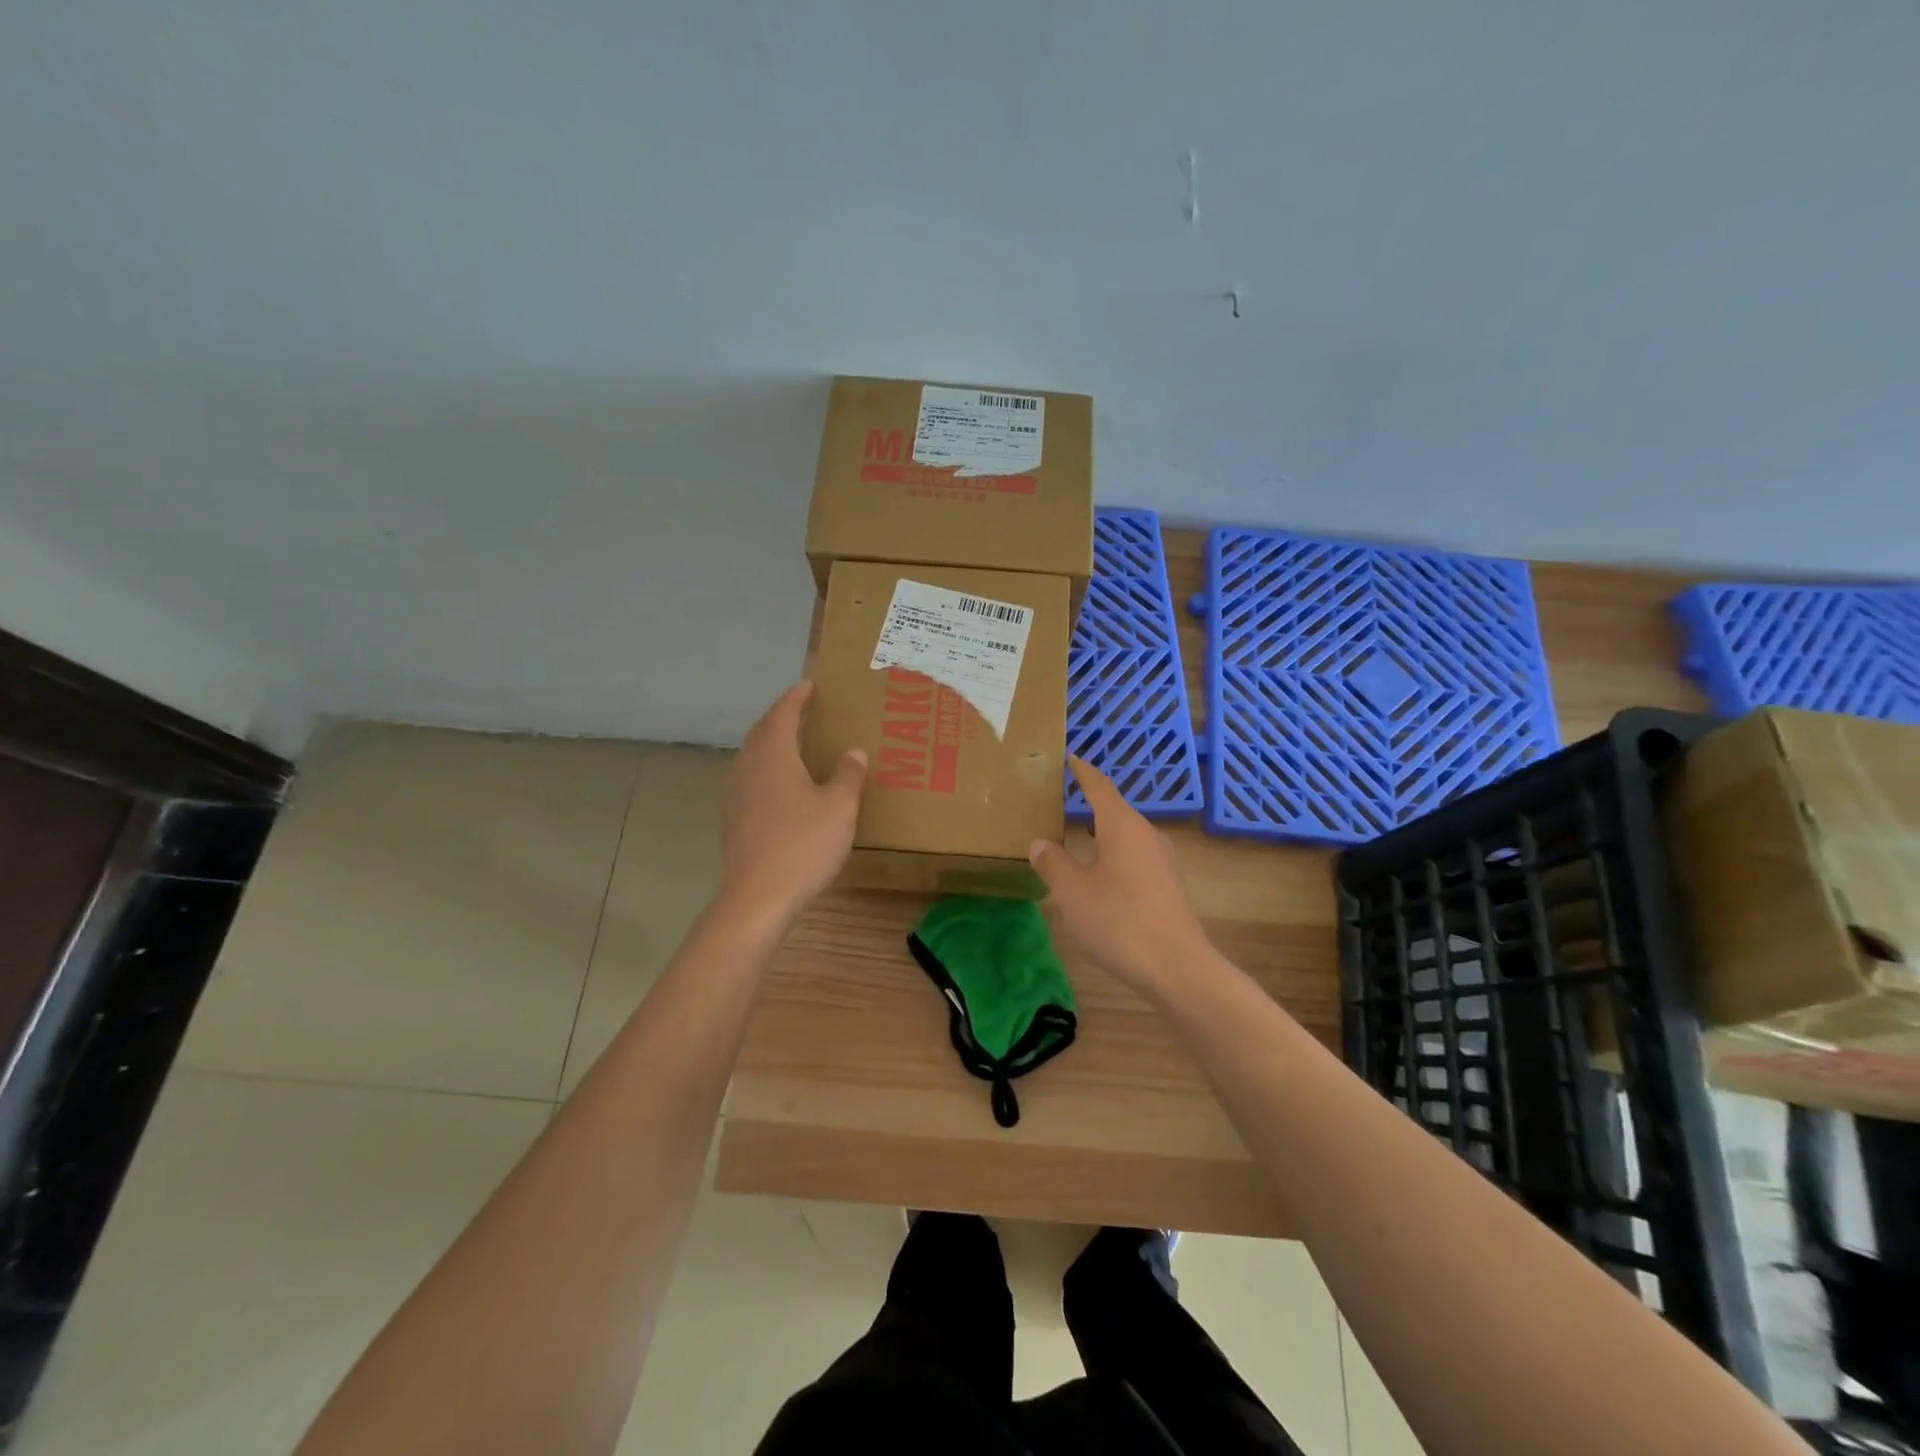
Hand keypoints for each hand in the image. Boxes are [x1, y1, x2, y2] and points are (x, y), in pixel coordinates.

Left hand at [720, 683, 866, 923]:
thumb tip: (853, 752)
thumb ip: (848, 775)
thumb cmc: (802, 845)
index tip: (809, 685)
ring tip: (794, 744)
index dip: (796, 698)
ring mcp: (736, 794)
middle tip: (803, 711)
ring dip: (772, 744)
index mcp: (773, 755)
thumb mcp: (839, 808)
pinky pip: (751, 779)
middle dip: (781, 718)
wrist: (757, 897)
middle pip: (762, 732)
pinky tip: (783, 787)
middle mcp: (749, 767)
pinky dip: (767, 770)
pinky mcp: (734, 819)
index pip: (783, 714)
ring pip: (753, 756)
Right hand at [1028, 757, 1213, 996]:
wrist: (1177, 966)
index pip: (1100, 787)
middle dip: (1090, 804)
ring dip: (1103, 833)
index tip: (1072, 757)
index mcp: (1122, 825)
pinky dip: (1114, 855)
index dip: (1083, 772)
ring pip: (1126, 835)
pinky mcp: (1168, 884)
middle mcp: (1146, 834)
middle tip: (1063, 801)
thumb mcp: (1072, 892)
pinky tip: (1101, 874)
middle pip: (1115, 810)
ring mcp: (1162, 860)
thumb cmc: (1118, 920)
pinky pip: (1135, 857)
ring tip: (1078, 838)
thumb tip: (1040, 843)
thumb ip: (1053, 863)